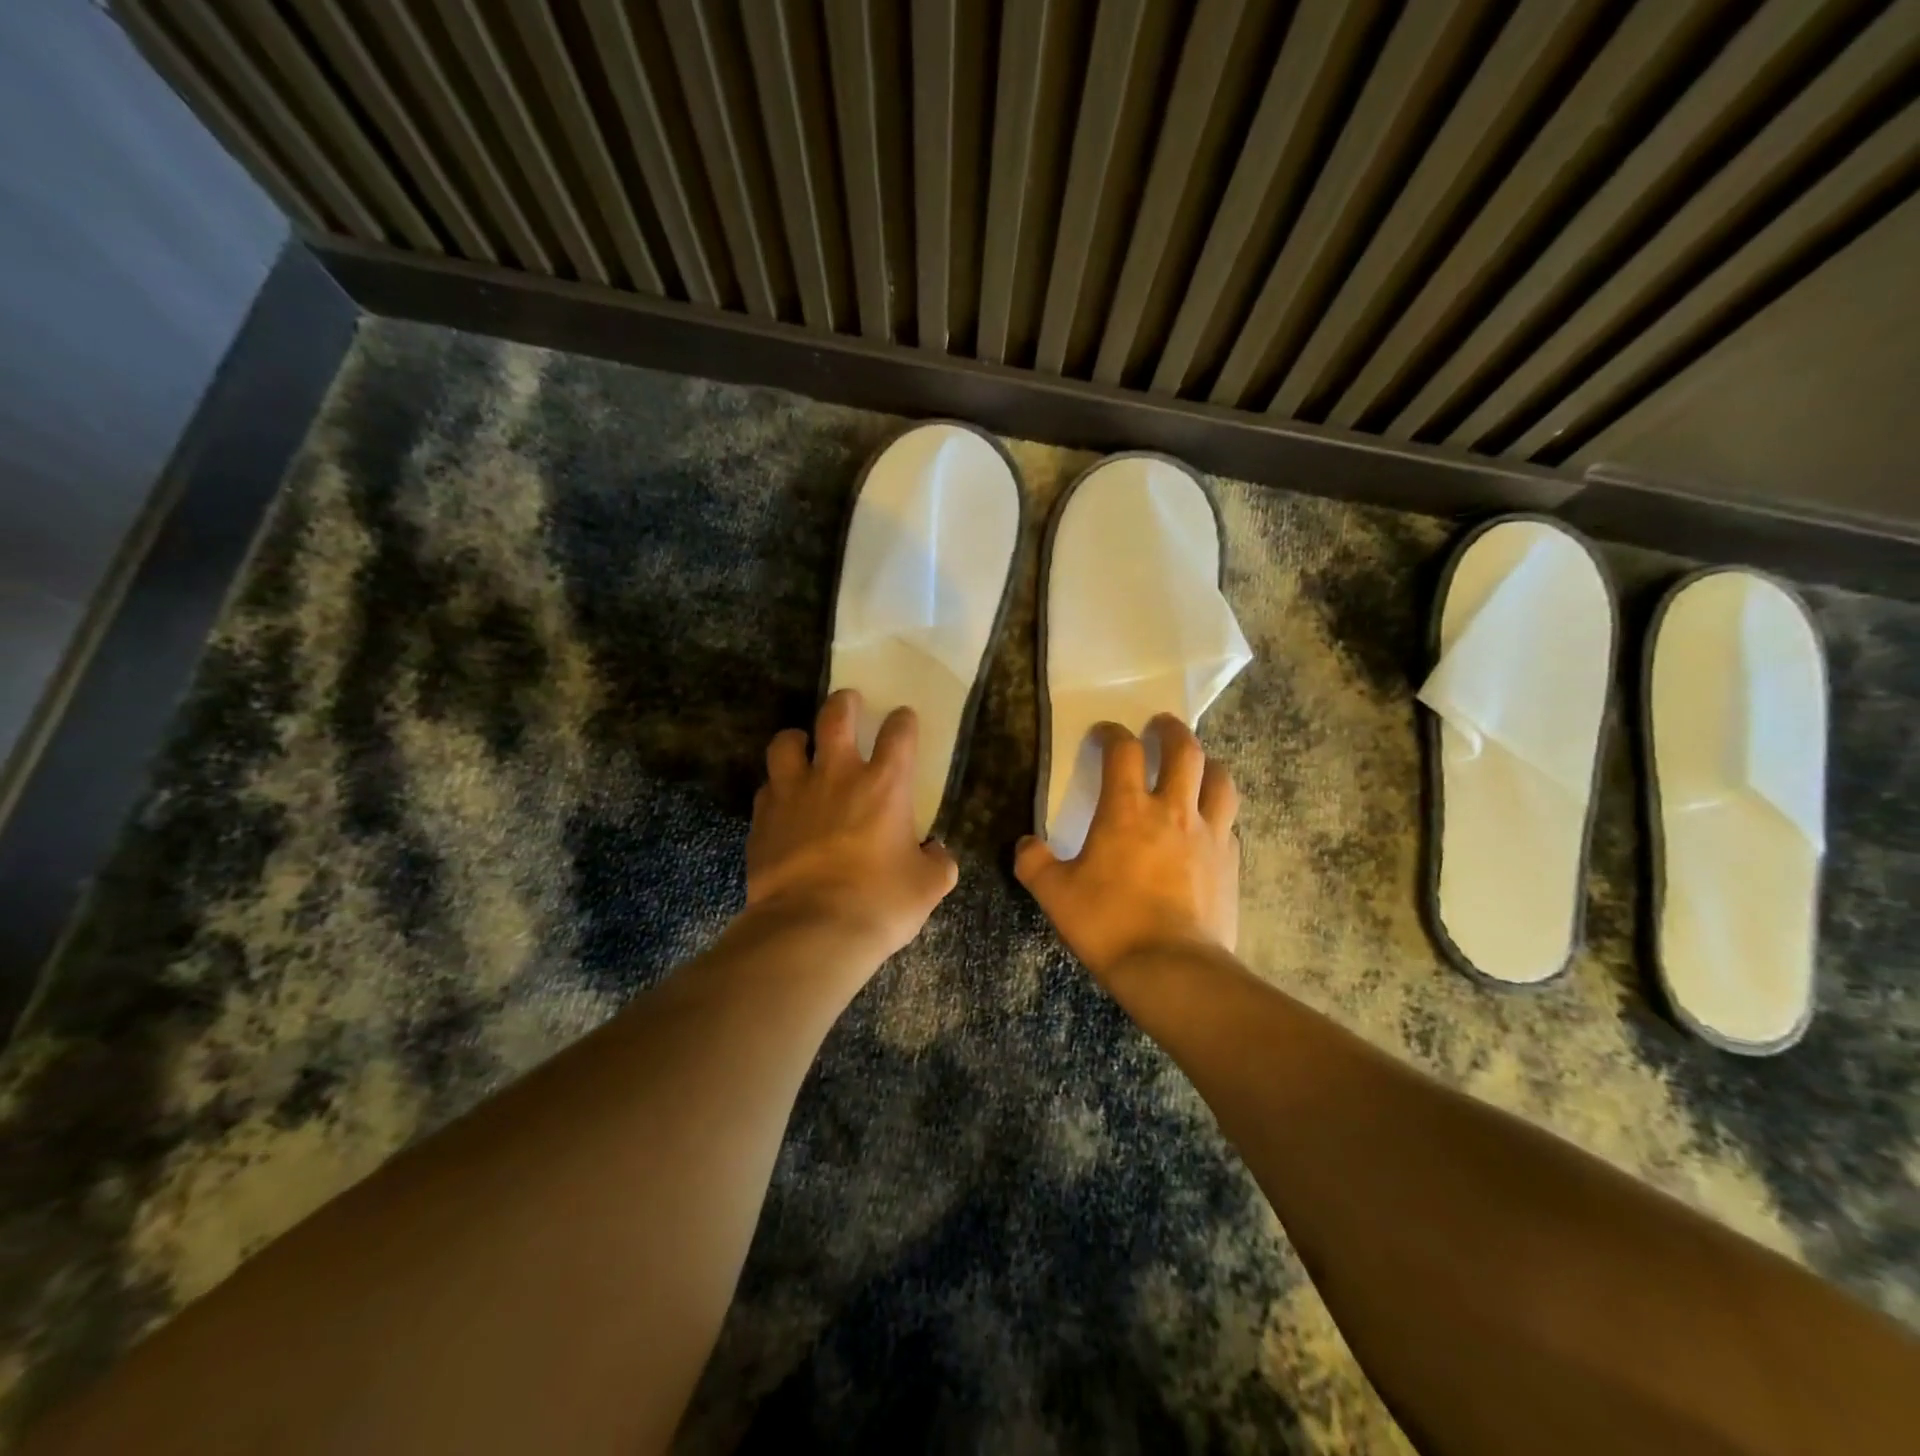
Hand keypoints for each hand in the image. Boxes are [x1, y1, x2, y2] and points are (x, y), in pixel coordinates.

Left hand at [745, 689, 958, 963]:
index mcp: (885, 785)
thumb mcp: (928, 887)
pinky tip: (782, 801)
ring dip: (797, 739)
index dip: (903, 721)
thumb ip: (938, 862)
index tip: (903, 719)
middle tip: (848, 703)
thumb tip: (937, 853)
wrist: (812, 930)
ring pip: (787, 743)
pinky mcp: (763, 819)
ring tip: (803, 746)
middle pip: (835, 717)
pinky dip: (776, 788)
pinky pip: (767, 788)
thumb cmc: (879, 903)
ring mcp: (793, 793)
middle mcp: (837, 776)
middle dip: (844, 703)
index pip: (898, 733)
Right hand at [1015, 716, 1239, 979]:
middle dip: (1171, 731)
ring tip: (1197, 764)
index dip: (1112, 734)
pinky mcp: (1231, 863)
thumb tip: (1025, 845)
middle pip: (1184, 751)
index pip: (1122, 751)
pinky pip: (1229, 823)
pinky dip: (1218, 812)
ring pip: (1220, 780)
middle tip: (1160, 726)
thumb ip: (1034, 863)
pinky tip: (1209, 824)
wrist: (1172, 969)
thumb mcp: (1054, 895)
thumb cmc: (1109, 924)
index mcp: (1128, 810)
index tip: (1103, 734)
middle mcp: (1174, 811)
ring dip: (1207, 763)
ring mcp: (1209, 835)